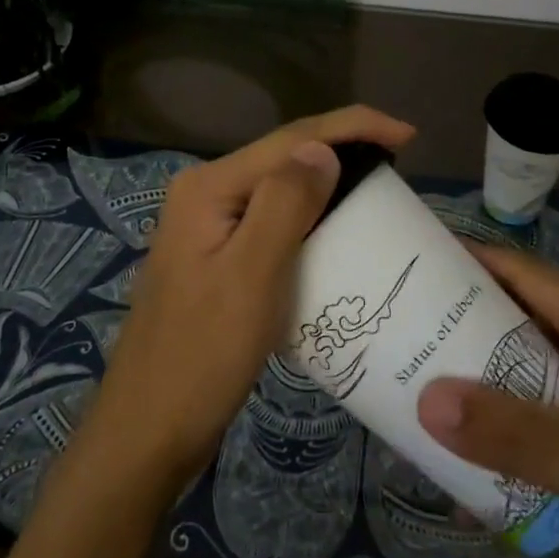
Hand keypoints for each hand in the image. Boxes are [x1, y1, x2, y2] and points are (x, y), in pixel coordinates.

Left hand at [85, 106, 416, 485]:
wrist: (149, 432)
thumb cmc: (202, 355)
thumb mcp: (251, 274)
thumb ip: (285, 203)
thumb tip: (323, 148)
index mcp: (210, 187)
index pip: (291, 138)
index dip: (353, 126)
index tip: (409, 135)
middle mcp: (206, 195)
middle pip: (285, 157)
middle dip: (343, 150)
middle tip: (400, 168)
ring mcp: (209, 229)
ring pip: (280, 190)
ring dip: (329, 184)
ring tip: (379, 192)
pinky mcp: (218, 260)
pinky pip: (273, 224)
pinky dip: (311, 220)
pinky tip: (337, 232)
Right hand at [416, 243, 558, 557]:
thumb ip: (509, 430)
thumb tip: (425, 399)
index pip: (526, 274)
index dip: (472, 259)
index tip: (413, 260)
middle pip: (516, 318)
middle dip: (459, 320)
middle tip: (399, 323)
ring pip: (518, 368)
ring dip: (472, 375)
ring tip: (411, 376)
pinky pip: (528, 414)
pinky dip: (493, 422)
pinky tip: (453, 445)